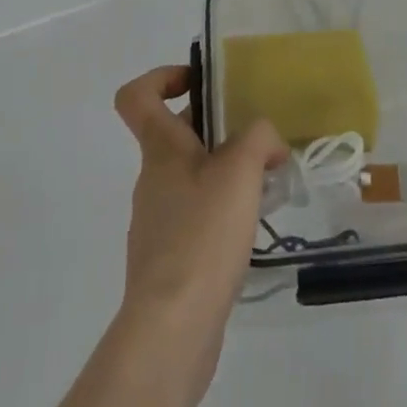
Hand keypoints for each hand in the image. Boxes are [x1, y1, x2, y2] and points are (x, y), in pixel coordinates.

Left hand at [111, 66, 286, 404]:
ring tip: (263, 187)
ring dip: (224, 173)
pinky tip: (249, 230)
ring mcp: (157, 222)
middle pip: (176, 136)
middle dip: (216, 130)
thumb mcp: (241, 169)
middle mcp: (152, 179)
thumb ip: (259, 137)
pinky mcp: (168, 262)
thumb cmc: (202, 234)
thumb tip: (268, 141)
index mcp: (160, 149)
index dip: (162, 77)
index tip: (200, 83)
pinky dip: (221, 213)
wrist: (172, 329)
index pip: (137, 96)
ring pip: (190, 178)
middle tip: (257, 140)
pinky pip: (195, 218)